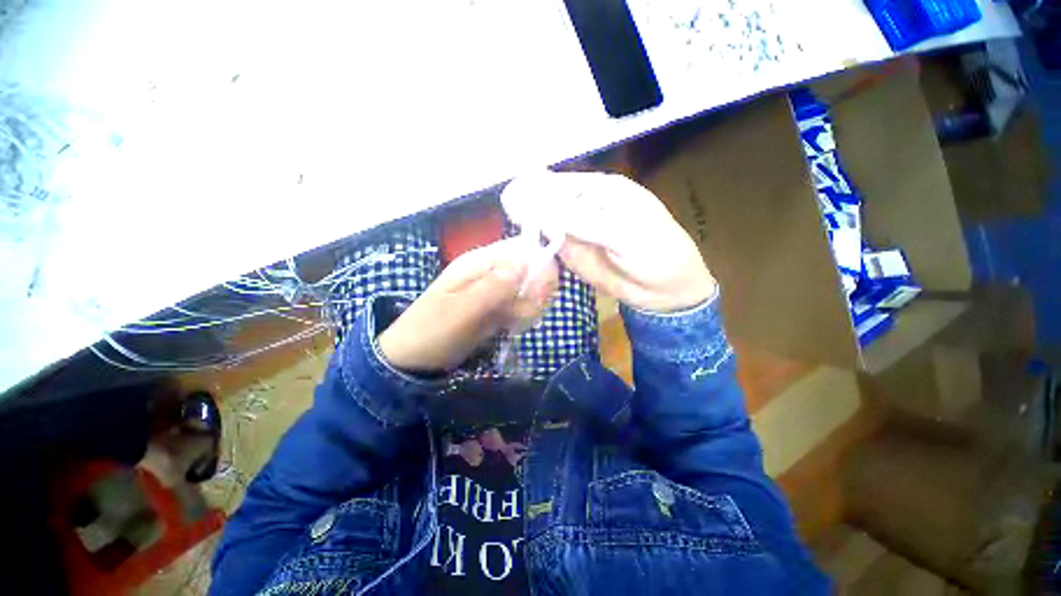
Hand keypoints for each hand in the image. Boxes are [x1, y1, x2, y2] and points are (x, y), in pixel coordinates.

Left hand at [377, 238, 558, 372]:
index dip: (539, 264)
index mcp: (479, 262)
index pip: (521, 249)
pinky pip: (522, 306)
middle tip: (522, 314)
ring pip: (529, 290)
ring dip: (529, 307)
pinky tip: (511, 328)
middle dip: (535, 291)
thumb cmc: (432, 331)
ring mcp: (495, 290)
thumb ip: (493, 287)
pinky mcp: (498, 308)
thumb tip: (526, 262)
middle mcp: (491, 271)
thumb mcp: (460, 310)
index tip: (541, 291)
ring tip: (512, 324)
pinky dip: (523, 317)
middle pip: (530, 269)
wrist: (414, 359)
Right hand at [502, 172, 715, 312]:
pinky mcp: (572, 255)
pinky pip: (549, 247)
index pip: (561, 183)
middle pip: (548, 202)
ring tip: (510, 226)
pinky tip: (523, 246)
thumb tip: (543, 209)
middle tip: (507, 211)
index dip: (537, 188)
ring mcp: (576, 232)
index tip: (512, 197)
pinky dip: (536, 246)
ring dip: (528, 225)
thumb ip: (582, 221)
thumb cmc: (656, 252)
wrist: (665, 291)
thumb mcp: (623, 233)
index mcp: (601, 190)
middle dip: (527, 205)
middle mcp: (584, 207)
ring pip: (545, 224)